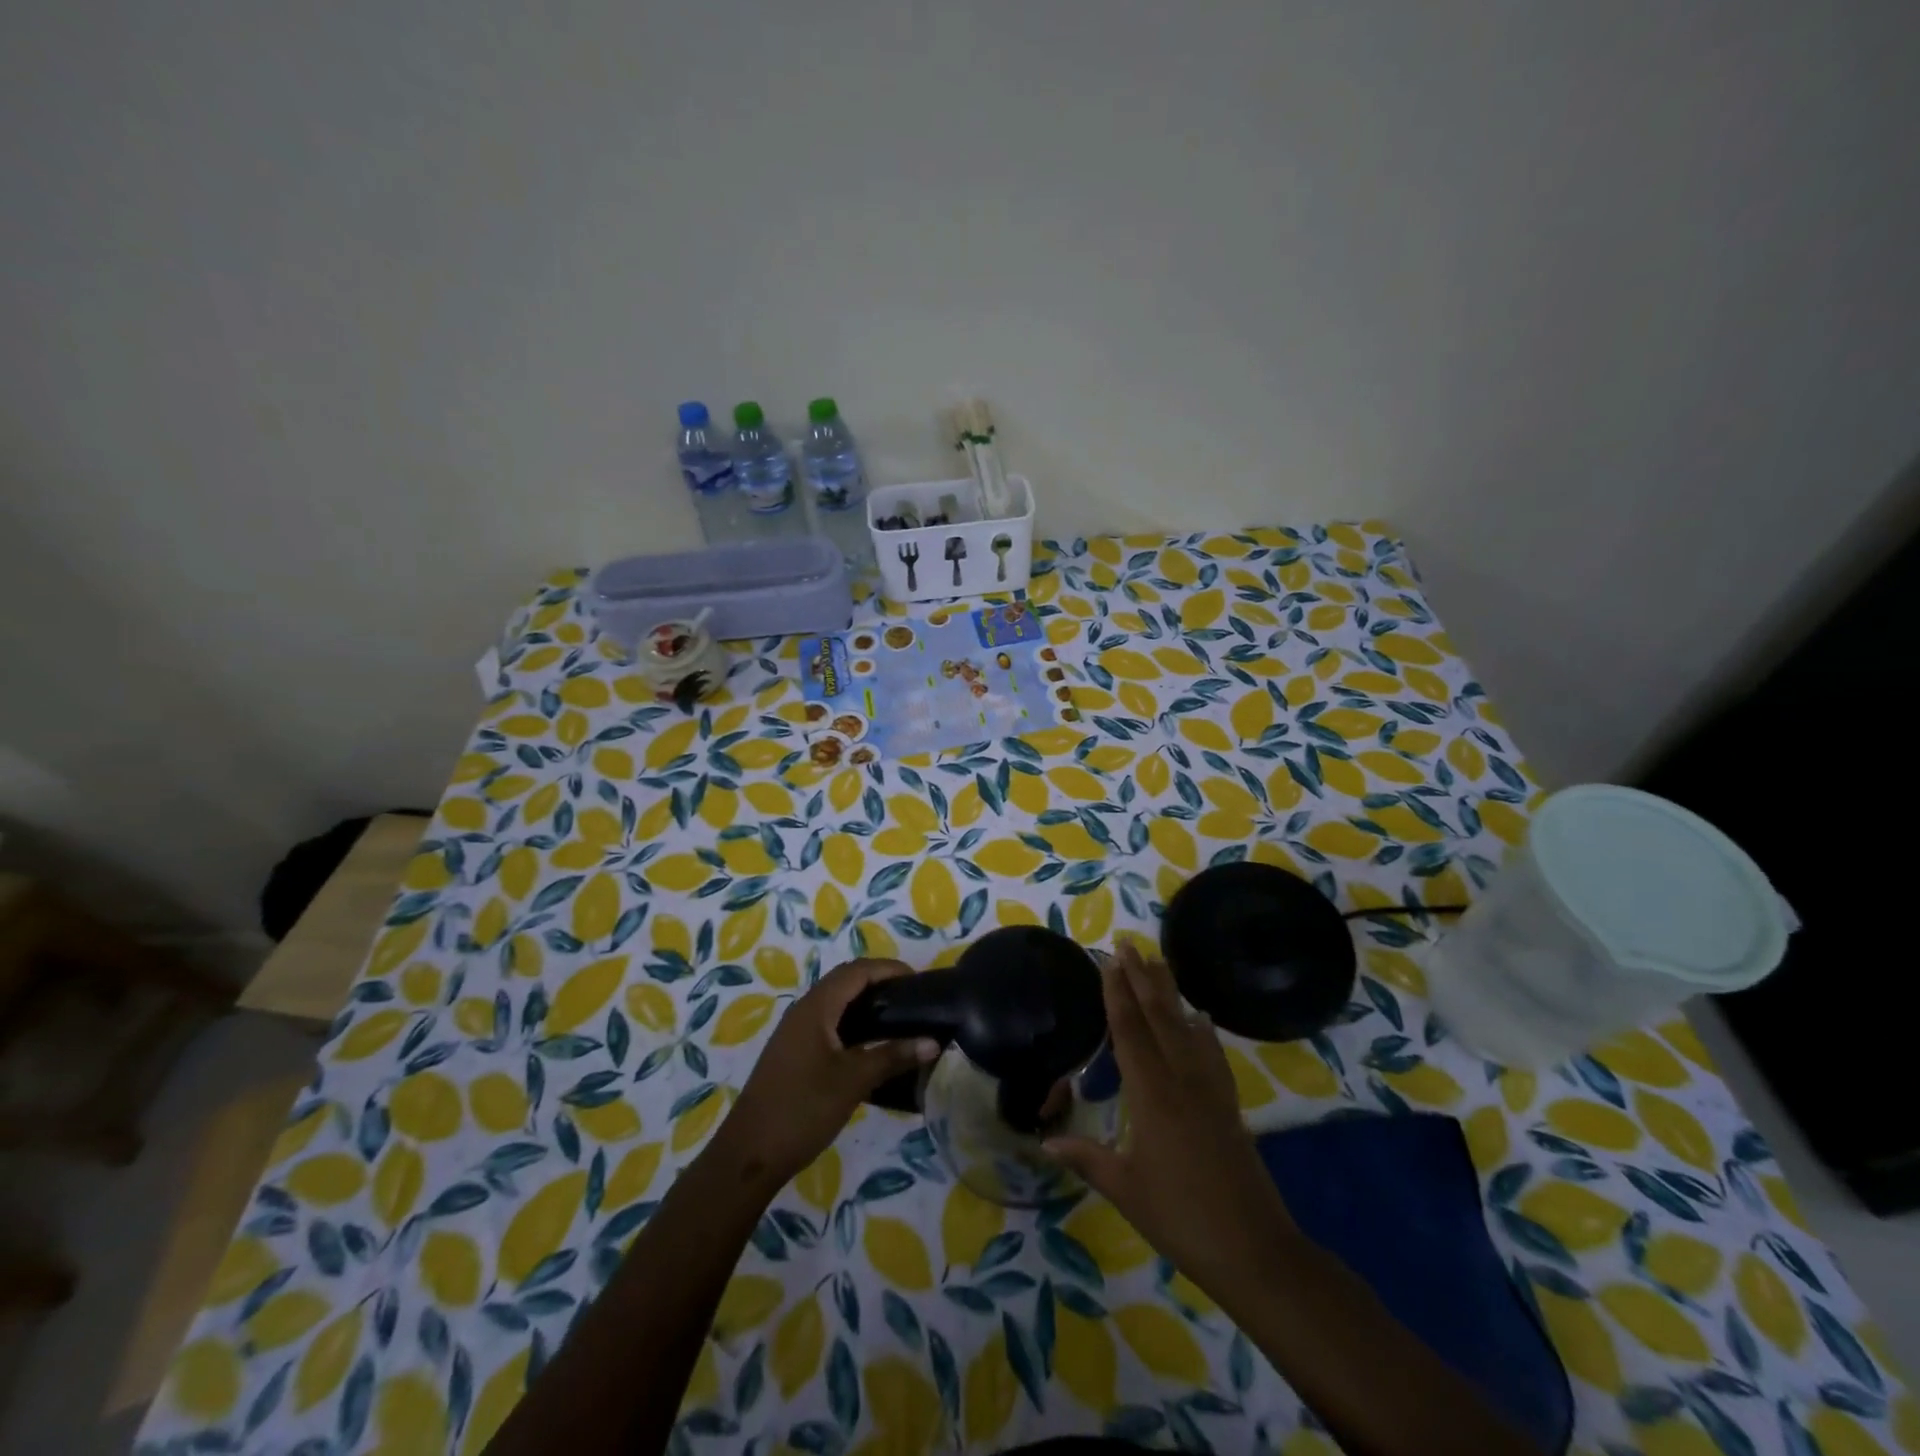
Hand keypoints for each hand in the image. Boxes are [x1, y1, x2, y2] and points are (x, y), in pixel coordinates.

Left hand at [714, 958, 937, 1186]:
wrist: (749, 1155)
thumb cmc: (803, 1109)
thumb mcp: (853, 1081)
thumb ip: (893, 1056)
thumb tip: (932, 1042)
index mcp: (816, 1007)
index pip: (857, 970)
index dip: (889, 969)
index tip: (920, 981)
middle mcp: (804, 1010)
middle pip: (845, 981)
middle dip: (879, 982)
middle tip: (913, 998)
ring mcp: (795, 1032)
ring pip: (836, 1002)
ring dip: (865, 1002)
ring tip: (898, 1018)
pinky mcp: (793, 1052)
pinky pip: (828, 1022)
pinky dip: (853, 1022)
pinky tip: (870, 1045)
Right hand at [1046, 942, 1295, 1293]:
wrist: (1253, 1248)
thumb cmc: (1180, 1217)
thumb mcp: (1125, 1188)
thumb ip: (1085, 1157)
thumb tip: (1045, 1140)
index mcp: (1152, 1094)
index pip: (1129, 1032)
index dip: (1117, 994)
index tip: (1109, 961)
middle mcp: (1181, 1079)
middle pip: (1159, 1017)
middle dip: (1142, 978)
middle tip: (1128, 943)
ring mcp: (1209, 1089)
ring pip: (1186, 1027)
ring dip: (1170, 993)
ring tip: (1159, 962)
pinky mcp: (1227, 1104)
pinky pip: (1212, 1054)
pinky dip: (1203, 1030)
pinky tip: (1200, 1018)